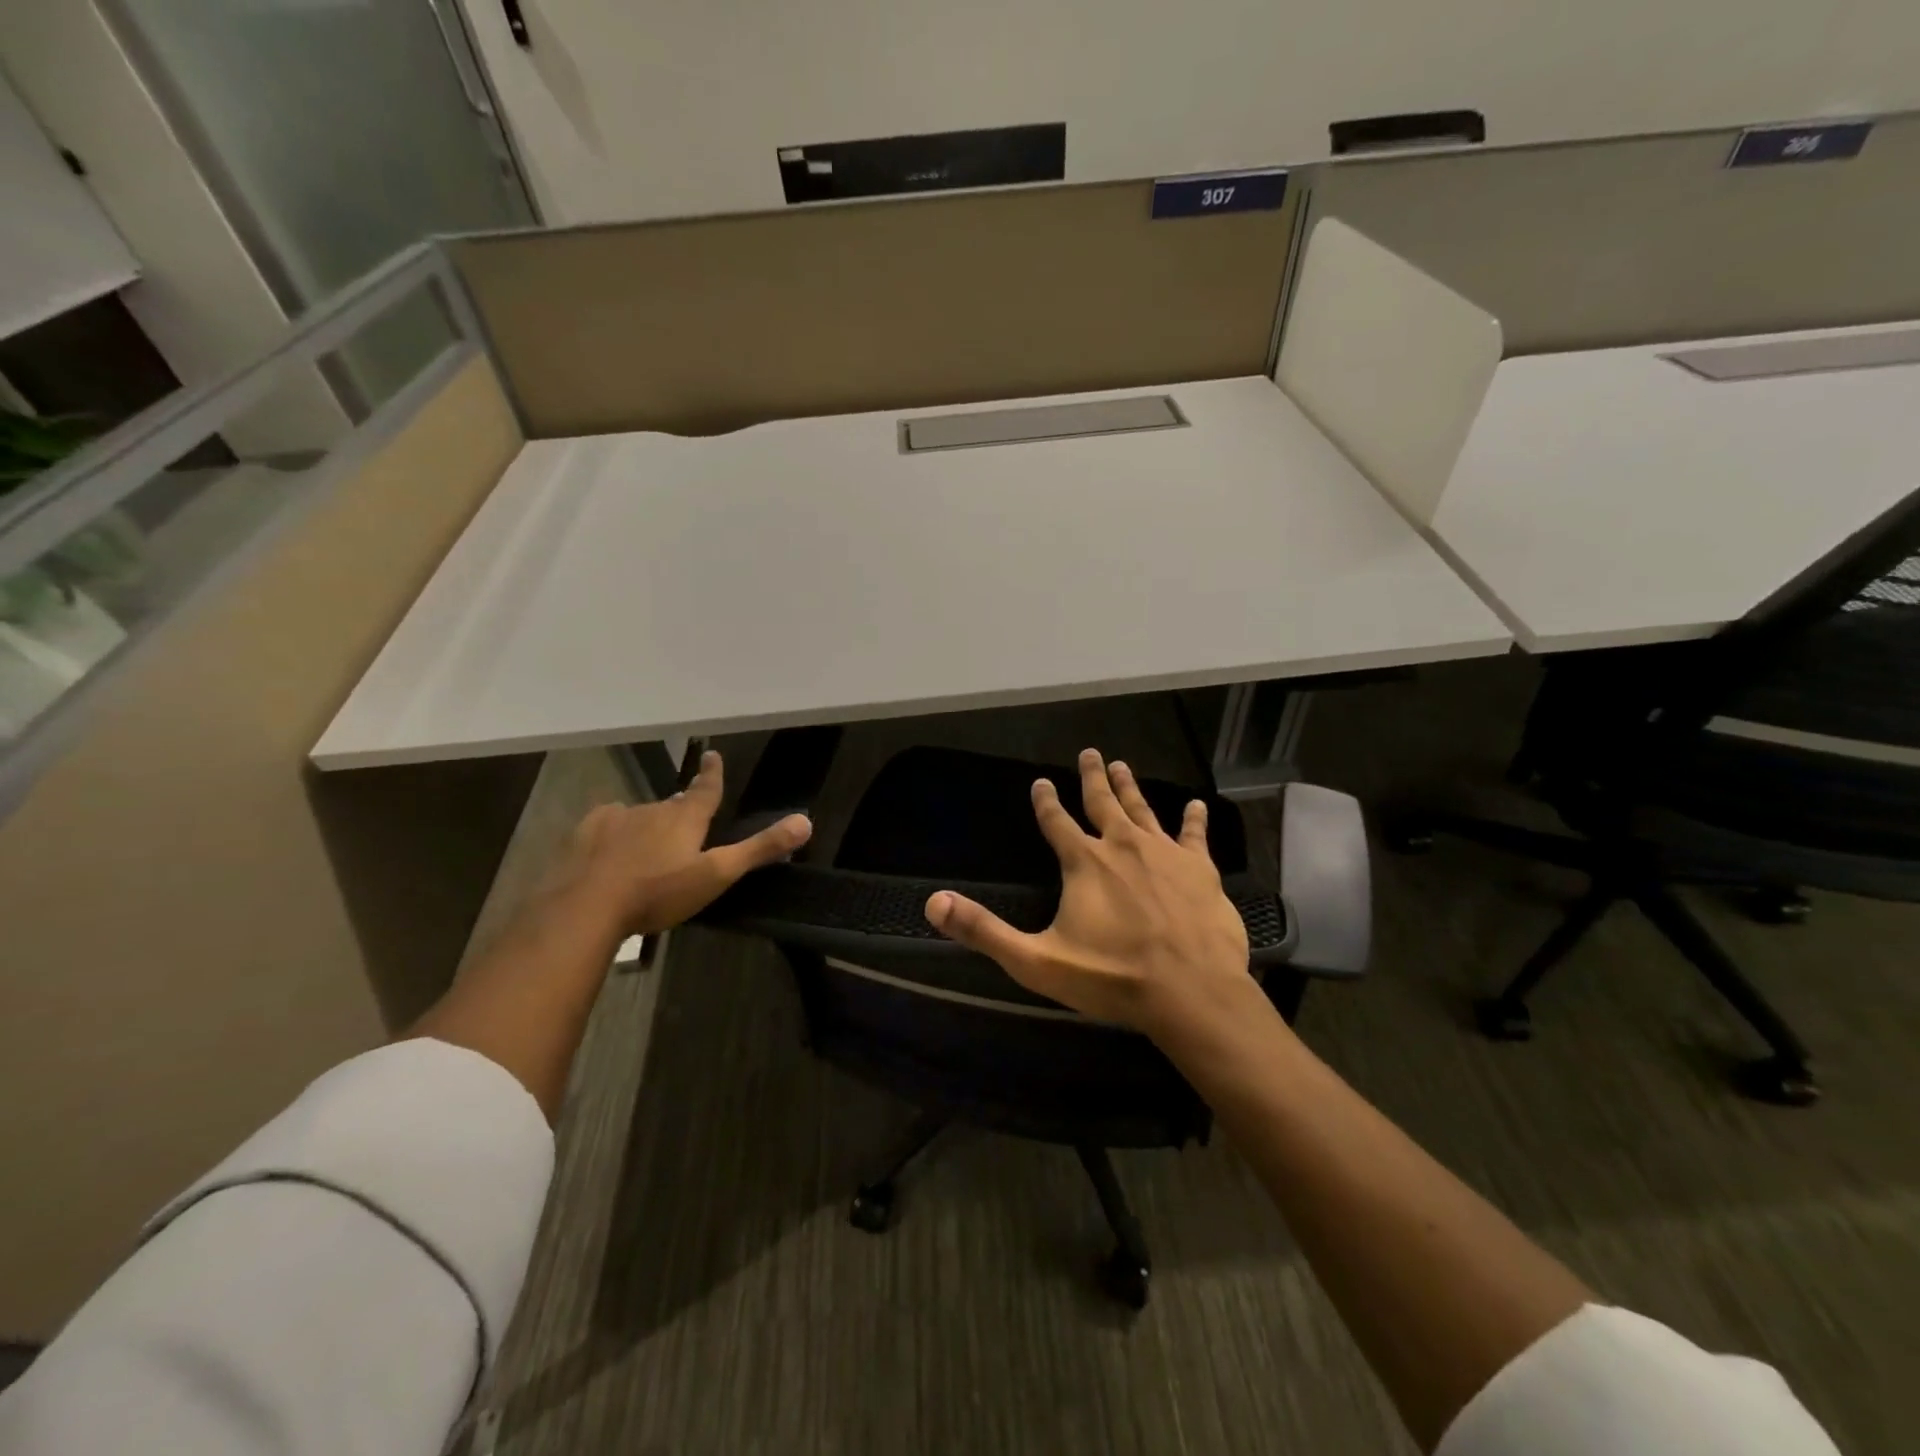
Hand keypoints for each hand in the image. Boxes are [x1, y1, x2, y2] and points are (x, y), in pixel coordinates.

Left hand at [560, 749, 810, 935]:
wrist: (585, 907)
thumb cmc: (658, 892)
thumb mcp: (716, 875)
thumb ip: (759, 849)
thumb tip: (806, 821)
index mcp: (685, 818)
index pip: (706, 788)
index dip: (712, 773)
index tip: (712, 754)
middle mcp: (652, 809)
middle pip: (672, 806)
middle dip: (680, 811)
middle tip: (685, 825)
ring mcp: (615, 819)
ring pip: (639, 816)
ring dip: (647, 826)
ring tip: (647, 848)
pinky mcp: (584, 834)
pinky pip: (606, 825)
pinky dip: (613, 833)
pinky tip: (609, 850)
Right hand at [924, 748, 1252, 1034]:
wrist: (1191, 992)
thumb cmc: (1112, 977)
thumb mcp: (1036, 961)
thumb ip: (985, 931)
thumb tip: (934, 904)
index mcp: (1084, 863)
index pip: (1057, 822)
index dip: (1046, 801)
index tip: (1040, 781)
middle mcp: (1122, 846)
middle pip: (1102, 803)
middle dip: (1092, 777)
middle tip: (1090, 752)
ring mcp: (1165, 854)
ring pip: (1143, 810)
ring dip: (1130, 787)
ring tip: (1122, 765)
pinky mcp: (1200, 869)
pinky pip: (1194, 835)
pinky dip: (1193, 819)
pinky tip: (1196, 805)